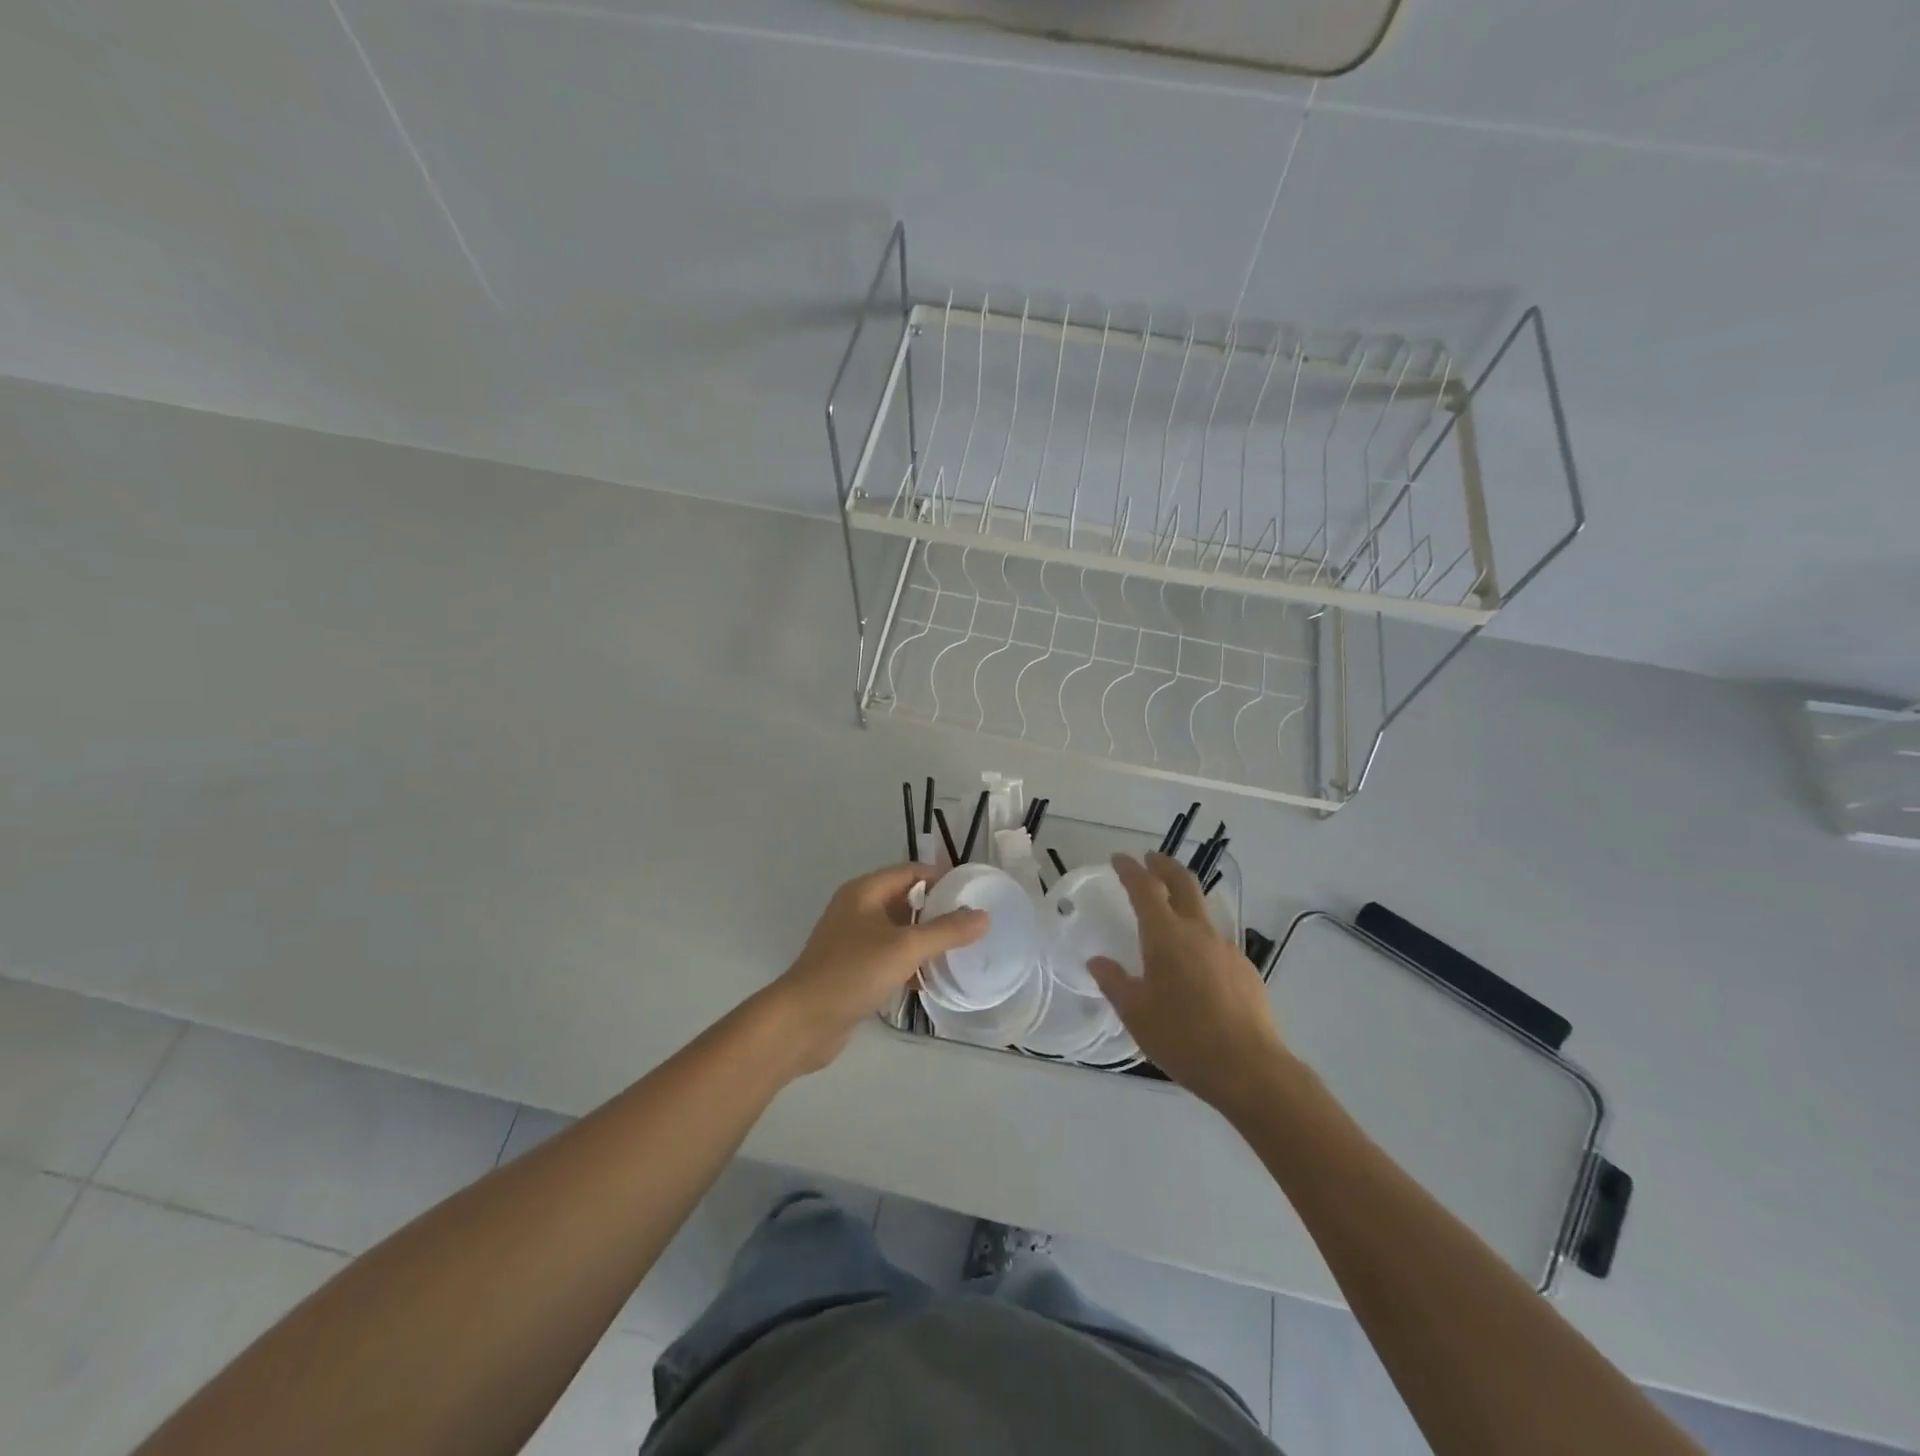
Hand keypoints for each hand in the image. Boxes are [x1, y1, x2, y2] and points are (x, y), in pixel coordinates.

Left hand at [766, 863, 986, 1074]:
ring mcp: (852, 940)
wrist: (802, 1022)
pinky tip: (930, 980)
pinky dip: (909, 963)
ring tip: (958, 951)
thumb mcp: (905, 948)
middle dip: (936, 910)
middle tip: (971, 923)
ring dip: (924, 939)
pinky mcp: (852, 969)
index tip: (972, 891)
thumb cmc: (852, 973)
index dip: (941, 877)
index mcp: (865, 891)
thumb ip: (946, 931)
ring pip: (897, 931)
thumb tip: (983, 916)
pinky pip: (888, 956)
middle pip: (904, 900)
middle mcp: (857, 909)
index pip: (910, 872)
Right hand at [1086, 852, 1292, 1113]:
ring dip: (1185, 903)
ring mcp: (1227, 949)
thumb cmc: (1183, 1038)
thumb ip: (1114, 982)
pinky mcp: (1246, 970)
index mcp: (1166, 936)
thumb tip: (1098, 961)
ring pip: (1203, 913)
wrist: (1250, 1070)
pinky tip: (1195, 970)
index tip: (1119, 858)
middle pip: (1183, 883)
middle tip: (1151, 860)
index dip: (1130, 870)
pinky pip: (1217, 945)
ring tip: (1170, 919)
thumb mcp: (1136, 1014)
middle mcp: (1198, 932)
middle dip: (1165, 867)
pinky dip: (1200, 941)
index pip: (1145, 888)